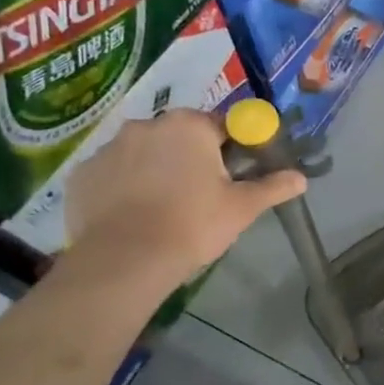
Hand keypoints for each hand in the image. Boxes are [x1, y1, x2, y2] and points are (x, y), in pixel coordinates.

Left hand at [63, 109, 305, 292]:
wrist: (125, 260)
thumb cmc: (194, 224)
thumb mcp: (243, 207)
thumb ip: (273, 187)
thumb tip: (301, 179)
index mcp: (189, 126)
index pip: (221, 124)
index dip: (233, 147)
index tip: (236, 173)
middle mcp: (147, 125)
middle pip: (180, 135)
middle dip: (192, 156)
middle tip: (203, 193)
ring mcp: (108, 148)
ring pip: (144, 152)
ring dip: (156, 168)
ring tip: (165, 206)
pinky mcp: (82, 174)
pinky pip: (114, 173)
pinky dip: (125, 186)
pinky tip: (134, 214)